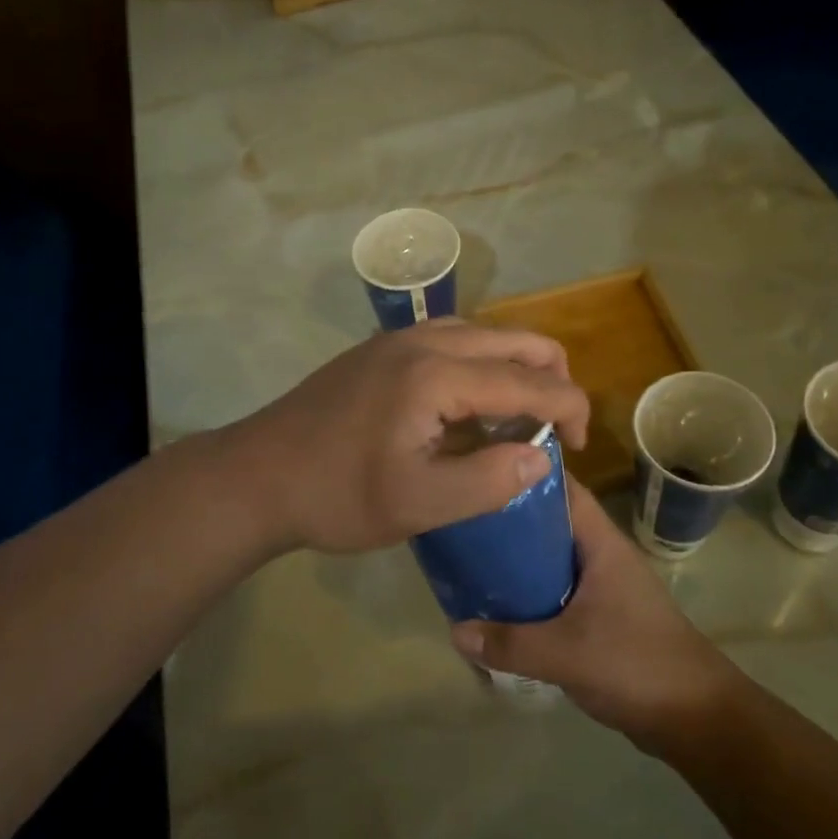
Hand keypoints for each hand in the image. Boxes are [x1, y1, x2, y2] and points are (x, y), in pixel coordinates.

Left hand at [231, 319, 590, 555]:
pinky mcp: (376, 352)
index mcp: (437, 374)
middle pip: (512, 338)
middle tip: (556, 427)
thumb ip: (489, 481)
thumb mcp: (420, 504)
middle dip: (550, 377)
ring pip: (480, 333)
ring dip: (512, 367)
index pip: (528, 380)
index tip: (580, 446)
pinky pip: (447, 341)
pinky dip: (477, 364)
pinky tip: (467, 406)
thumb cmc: (337, 496)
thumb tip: (540, 457)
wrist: (257, 476)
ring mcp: (395, 341)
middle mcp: (421, 341)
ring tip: (517, 417)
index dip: (568, 408)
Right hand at [450, 478, 737, 749]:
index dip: (525, 472)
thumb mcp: (567, 653)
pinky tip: (499, 606)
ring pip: (550, 559)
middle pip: (549, 523)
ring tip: (469, 559)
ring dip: (516, 560)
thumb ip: (509, 643)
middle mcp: (601, 556)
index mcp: (601, 544)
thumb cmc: (637, 665)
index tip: (481, 467)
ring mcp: (602, 587)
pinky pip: (556, 592)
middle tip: (462, 519)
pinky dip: (529, 594)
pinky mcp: (601, 617)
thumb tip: (455, 631)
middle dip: (508, 520)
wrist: (698, 719)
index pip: (562, 488)